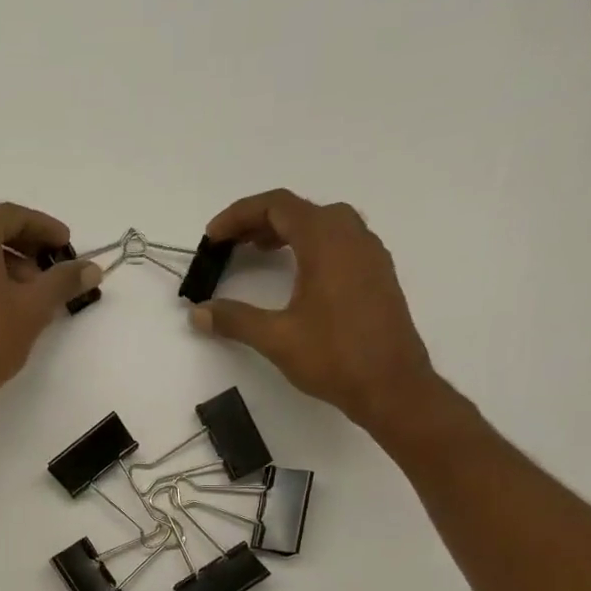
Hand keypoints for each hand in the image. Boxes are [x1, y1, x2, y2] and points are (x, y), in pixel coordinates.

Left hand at [0, 200, 102, 422]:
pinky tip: (0, 302)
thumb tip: (93, 268)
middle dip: (22, 242)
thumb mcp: (33, 308)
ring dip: (2, 260)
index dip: (44, 229)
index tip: (66, 245)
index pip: (14, 216)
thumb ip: (63, 281)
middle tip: (47, 265)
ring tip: (28, 291)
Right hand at [190, 189, 443, 438]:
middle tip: (231, 245)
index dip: (239, 215)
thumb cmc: (334, 356)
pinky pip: (340, 242)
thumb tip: (198, 312)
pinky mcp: (377, 275)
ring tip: (259, 253)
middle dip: (260, 221)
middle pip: (300, 209)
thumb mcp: (276, 338)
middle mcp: (351, 236)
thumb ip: (235, 319)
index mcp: (326, 241)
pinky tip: (297, 275)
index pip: (277, 205)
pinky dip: (310, 246)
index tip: (213, 237)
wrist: (392, 385)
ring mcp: (369, 254)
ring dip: (287, 232)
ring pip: (323, 224)